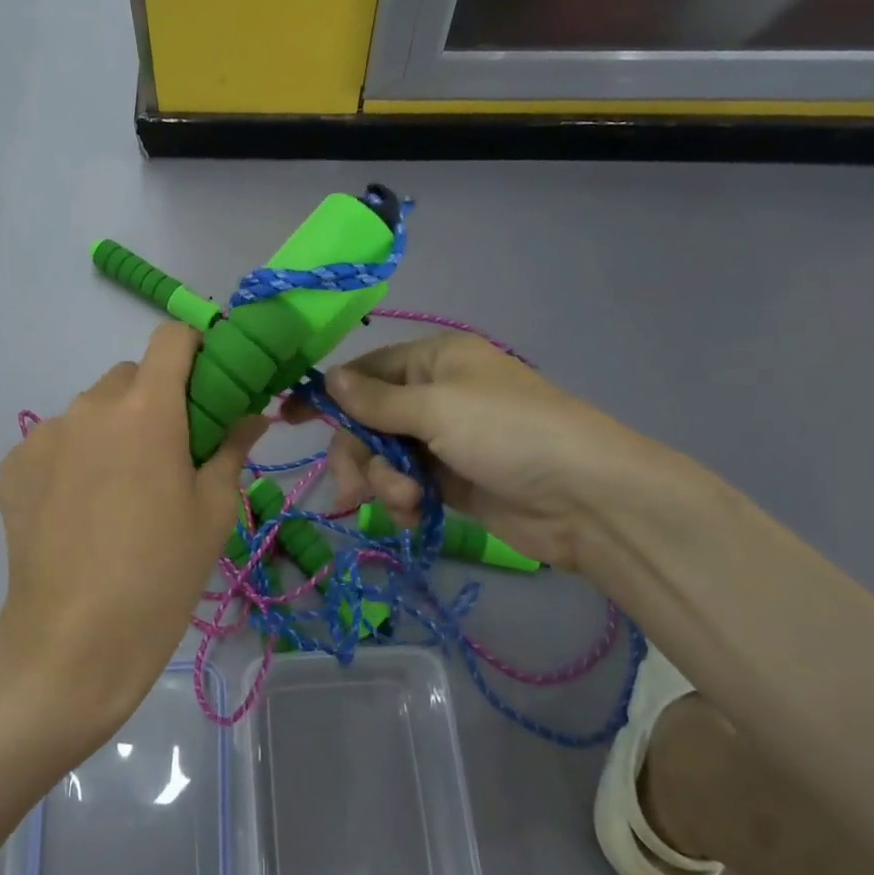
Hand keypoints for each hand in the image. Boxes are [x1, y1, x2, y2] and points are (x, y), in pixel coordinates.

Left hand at [0, 323, 264, 743]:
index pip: (172, 338)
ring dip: (113, 428)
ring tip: (121, 490)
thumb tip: (252, 415)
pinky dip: (75, 456)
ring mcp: (45, 434)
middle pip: (131, 375)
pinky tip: (81, 509)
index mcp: (146, 409)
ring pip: (92, 409)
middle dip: (155, 398)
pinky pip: (57, 440)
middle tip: (170, 452)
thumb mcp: (213, 512)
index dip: (196, 349)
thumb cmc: (161, 574)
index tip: (209, 384)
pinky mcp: (14, 465)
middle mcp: (90, 406)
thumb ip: (232, 448)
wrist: (72, 644)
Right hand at [298, 334, 716, 577]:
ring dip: (383, 482)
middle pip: (368, 420)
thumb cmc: (508, 432)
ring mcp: (444, 441)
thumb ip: (377, 399)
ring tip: (405, 502)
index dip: (329, 394)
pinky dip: (402, 500)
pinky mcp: (452, 482)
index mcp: (434, 360)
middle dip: (358, 454)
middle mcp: (436, 395)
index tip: (288, 417)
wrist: (586, 498)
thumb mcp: (436, 407)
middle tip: (350, 489)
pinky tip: (413, 514)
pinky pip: (406, 486)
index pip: (366, 371)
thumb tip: (328, 378)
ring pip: (383, 457)